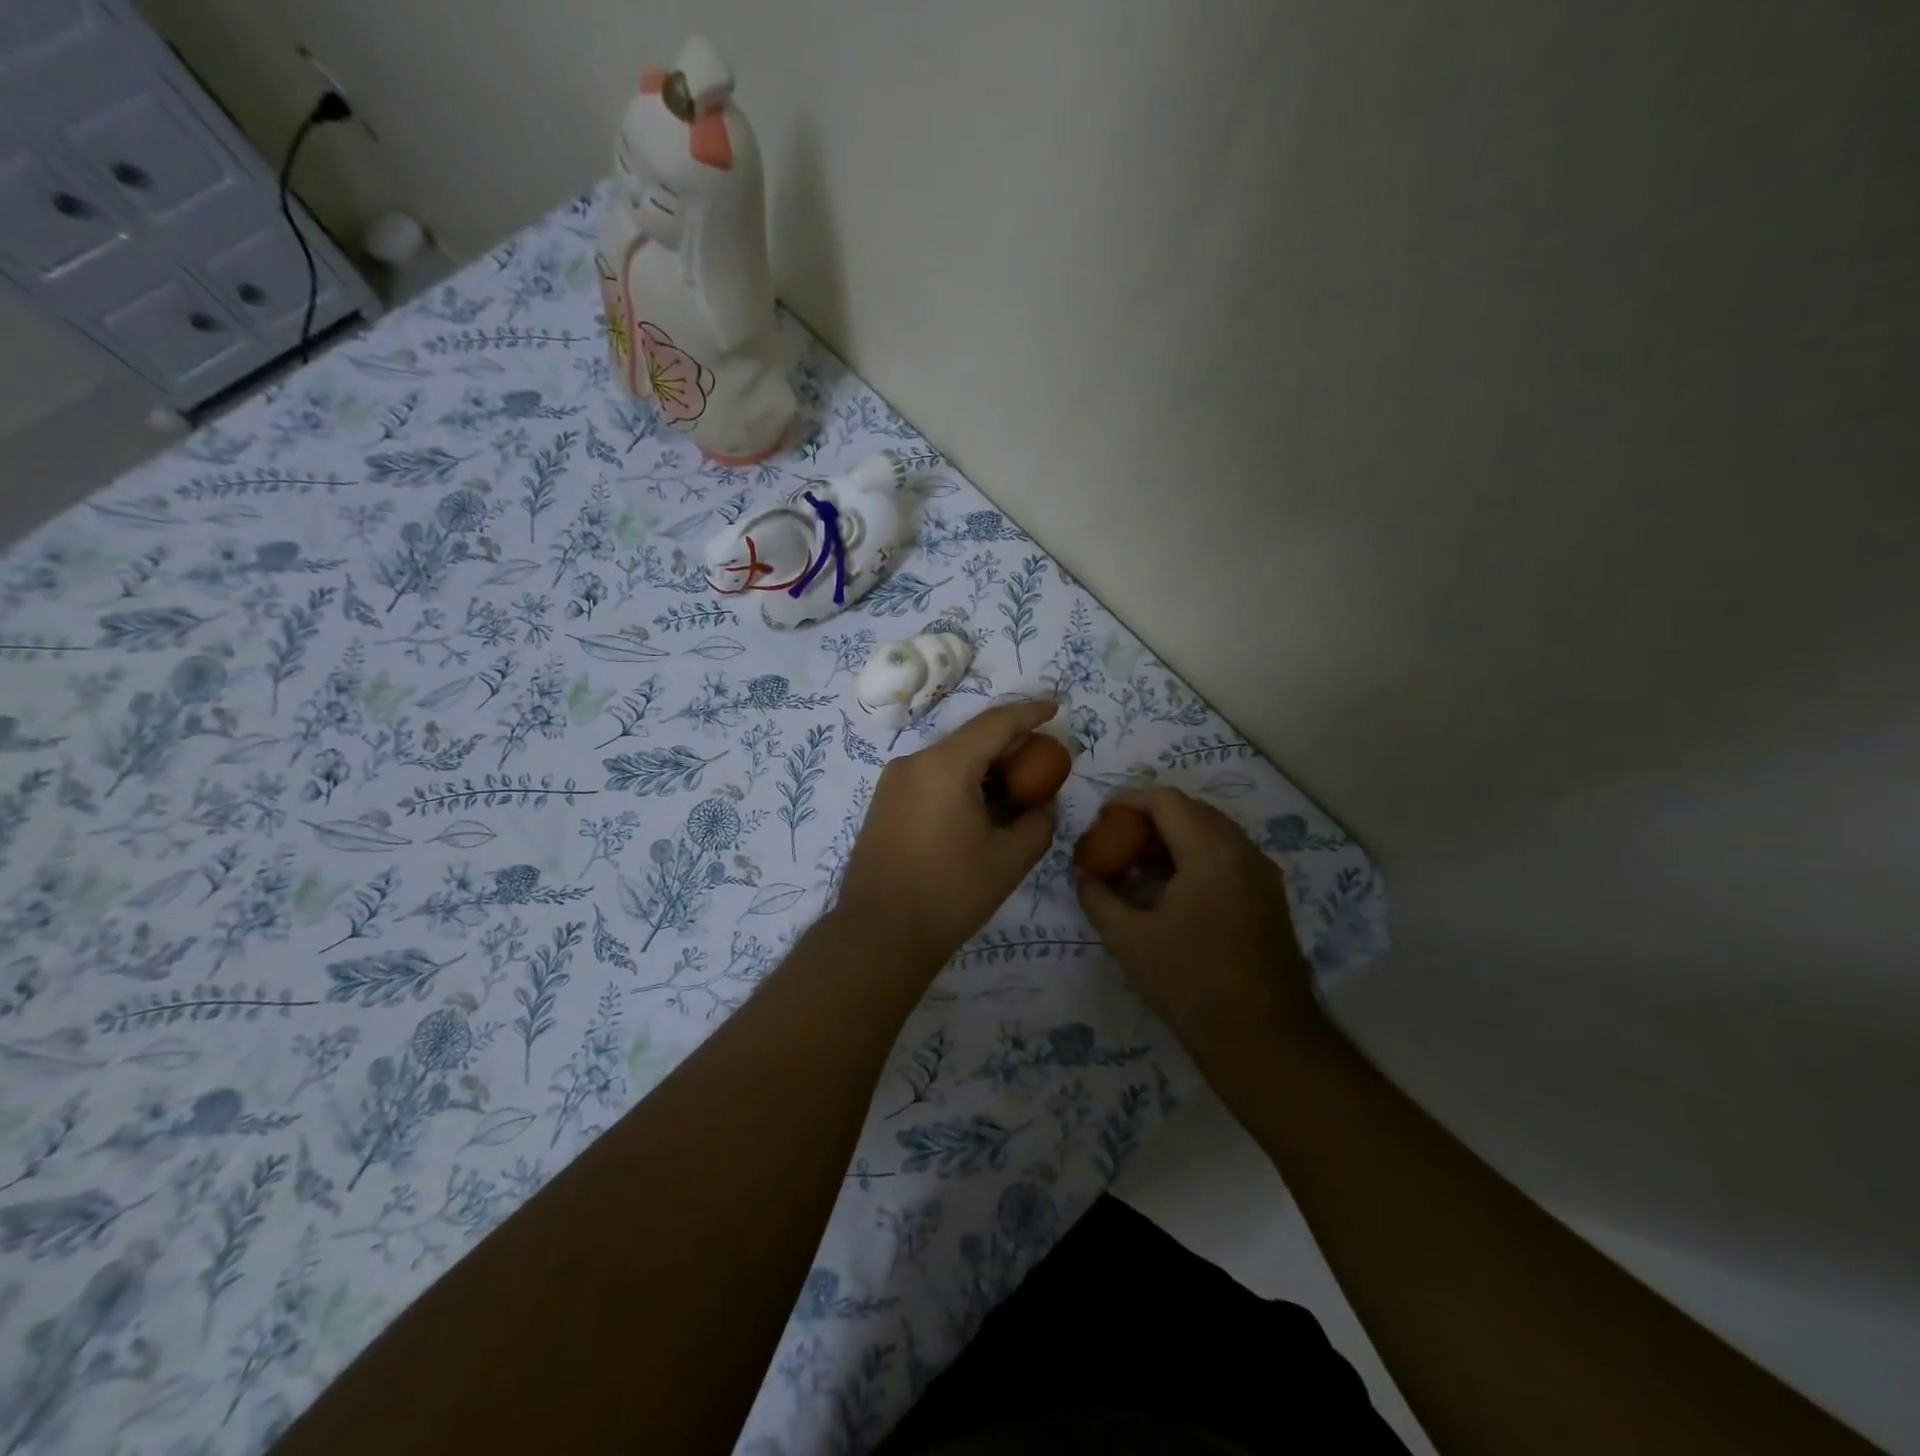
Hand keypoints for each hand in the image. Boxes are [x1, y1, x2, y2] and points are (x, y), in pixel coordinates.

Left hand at [836, 700, 1059, 972]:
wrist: (879, 934)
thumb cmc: (950, 894)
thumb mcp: (1009, 860)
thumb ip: (1038, 823)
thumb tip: (1042, 805)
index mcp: (945, 766)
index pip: (995, 723)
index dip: (1029, 712)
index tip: (1055, 708)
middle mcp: (914, 762)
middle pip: (971, 739)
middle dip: (1010, 745)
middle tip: (1043, 760)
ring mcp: (894, 782)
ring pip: (950, 759)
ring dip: (985, 767)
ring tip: (1017, 787)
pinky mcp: (884, 803)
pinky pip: (931, 778)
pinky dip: (961, 782)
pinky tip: (982, 806)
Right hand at [1076, 788, 1322, 1052]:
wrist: (1264, 1040)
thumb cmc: (1190, 983)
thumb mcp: (1129, 939)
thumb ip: (1098, 897)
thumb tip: (1082, 872)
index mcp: (1211, 852)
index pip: (1167, 801)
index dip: (1129, 801)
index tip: (1102, 820)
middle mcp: (1243, 851)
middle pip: (1192, 811)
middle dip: (1150, 819)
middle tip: (1116, 842)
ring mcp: (1262, 874)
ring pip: (1212, 833)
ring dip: (1173, 838)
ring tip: (1138, 868)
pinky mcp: (1269, 897)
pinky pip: (1228, 856)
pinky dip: (1195, 857)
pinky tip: (1170, 891)